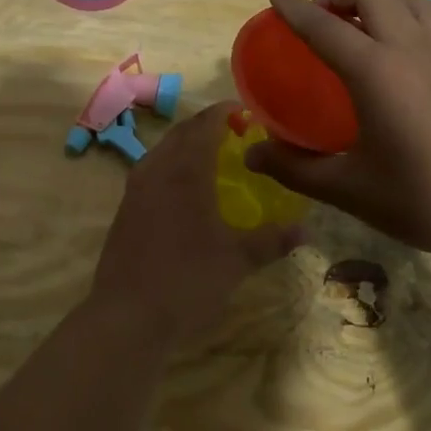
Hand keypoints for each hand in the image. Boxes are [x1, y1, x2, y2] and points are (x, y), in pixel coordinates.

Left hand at [91, 102, 300, 347]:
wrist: (126, 317)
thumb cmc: (187, 281)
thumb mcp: (237, 261)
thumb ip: (271, 241)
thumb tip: (305, 231)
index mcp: (186, 171)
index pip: (205, 124)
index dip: (225, 113)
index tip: (247, 114)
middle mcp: (157, 169)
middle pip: (182, 132)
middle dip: (206, 126)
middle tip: (234, 134)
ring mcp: (135, 189)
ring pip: (162, 150)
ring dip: (186, 145)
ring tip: (211, 158)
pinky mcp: (124, 209)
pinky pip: (150, 171)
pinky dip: (170, 166)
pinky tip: (184, 192)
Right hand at [244, 0, 430, 266]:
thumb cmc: (427, 198)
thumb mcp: (352, 189)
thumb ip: (297, 170)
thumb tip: (253, 156)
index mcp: (376, 71)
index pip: (325, 27)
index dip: (295, 7)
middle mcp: (411, 50)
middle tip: (318, 17)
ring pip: (411, 1)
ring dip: (379, 3)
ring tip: (362, 30)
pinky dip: (408, 22)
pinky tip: (403, 60)